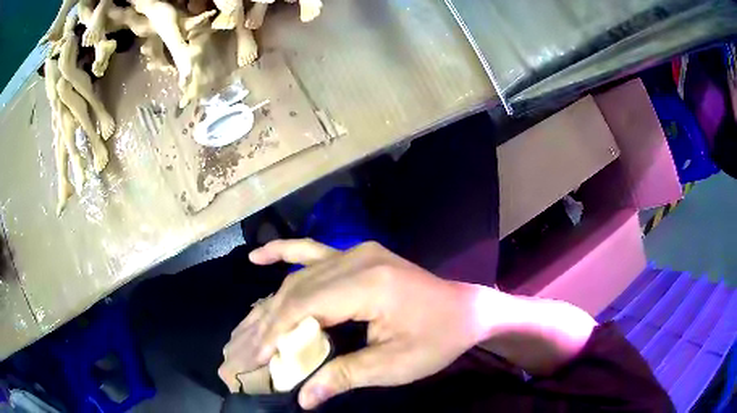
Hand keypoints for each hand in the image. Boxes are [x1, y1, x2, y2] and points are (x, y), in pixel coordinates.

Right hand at [219, 239, 486, 408]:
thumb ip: (345, 377)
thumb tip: (303, 398)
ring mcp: (356, 251)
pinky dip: (283, 252)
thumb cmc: (437, 339)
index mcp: (369, 285)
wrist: (466, 310)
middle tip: (240, 349)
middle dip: (265, 324)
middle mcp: (357, 259)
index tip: (253, 358)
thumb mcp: (395, 365)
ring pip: (299, 276)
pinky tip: (257, 257)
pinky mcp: (357, 254)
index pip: (305, 307)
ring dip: (269, 302)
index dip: (275, 334)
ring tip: (241, 326)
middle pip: (296, 290)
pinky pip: (313, 249)